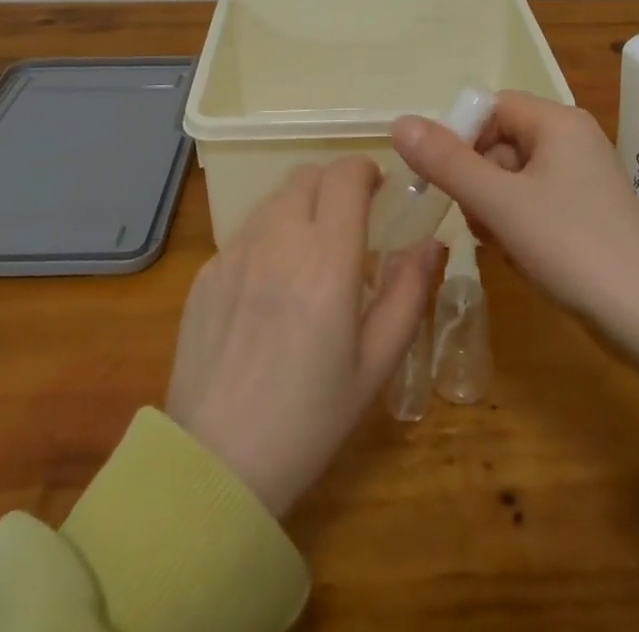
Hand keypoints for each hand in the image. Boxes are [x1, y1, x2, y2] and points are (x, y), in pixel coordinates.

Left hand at [166, 158, 439, 517]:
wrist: (215, 466)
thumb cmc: (310, 419)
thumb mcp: (375, 365)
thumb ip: (409, 294)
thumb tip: (433, 243)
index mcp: (327, 258)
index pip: (346, 174)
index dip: (365, 171)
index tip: (378, 192)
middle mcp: (278, 239)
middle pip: (308, 175)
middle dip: (334, 185)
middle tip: (349, 223)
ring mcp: (235, 252)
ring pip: (274, 199)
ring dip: (300, 207)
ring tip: (310, 255)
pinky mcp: (206, 272)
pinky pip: (245, 234)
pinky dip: (267, 239)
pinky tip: (269, 290)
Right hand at [392, 92, 638, 403]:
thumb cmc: (572, 247)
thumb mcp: (500, 203)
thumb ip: (447, 162)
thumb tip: (400, 121)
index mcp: (557, 121)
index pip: (490, 106)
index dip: (460, 137)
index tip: (442, 179)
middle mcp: (572, 138)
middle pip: (500, 141)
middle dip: (478, 180)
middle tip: (476, 219)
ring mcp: (583, 176)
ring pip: (513, 176)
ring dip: (494, 207)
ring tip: (500, 243)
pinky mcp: (587, 210)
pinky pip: (534, 201)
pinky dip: (518, 223)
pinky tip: (520, 255)